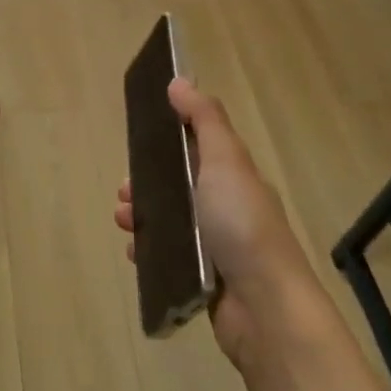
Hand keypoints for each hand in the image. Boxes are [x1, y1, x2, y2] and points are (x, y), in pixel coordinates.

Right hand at [114, 78, 333, 373]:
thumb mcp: (224, 160)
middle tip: (124, 193)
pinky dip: (148, 251)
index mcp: (233, 176)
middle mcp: (226, 207)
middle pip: (177, 185)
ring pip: (169, 220)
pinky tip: (135, 253)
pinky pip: (168, 256)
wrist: (266, 310)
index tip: (138, 141)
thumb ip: (204, 120)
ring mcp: (216, 246)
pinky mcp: (204, 279)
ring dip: (142, 215)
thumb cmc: (242, 225)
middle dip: (145, 183)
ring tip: (125, 222)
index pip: (197, 147)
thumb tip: (180, 80)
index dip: (167, 140)